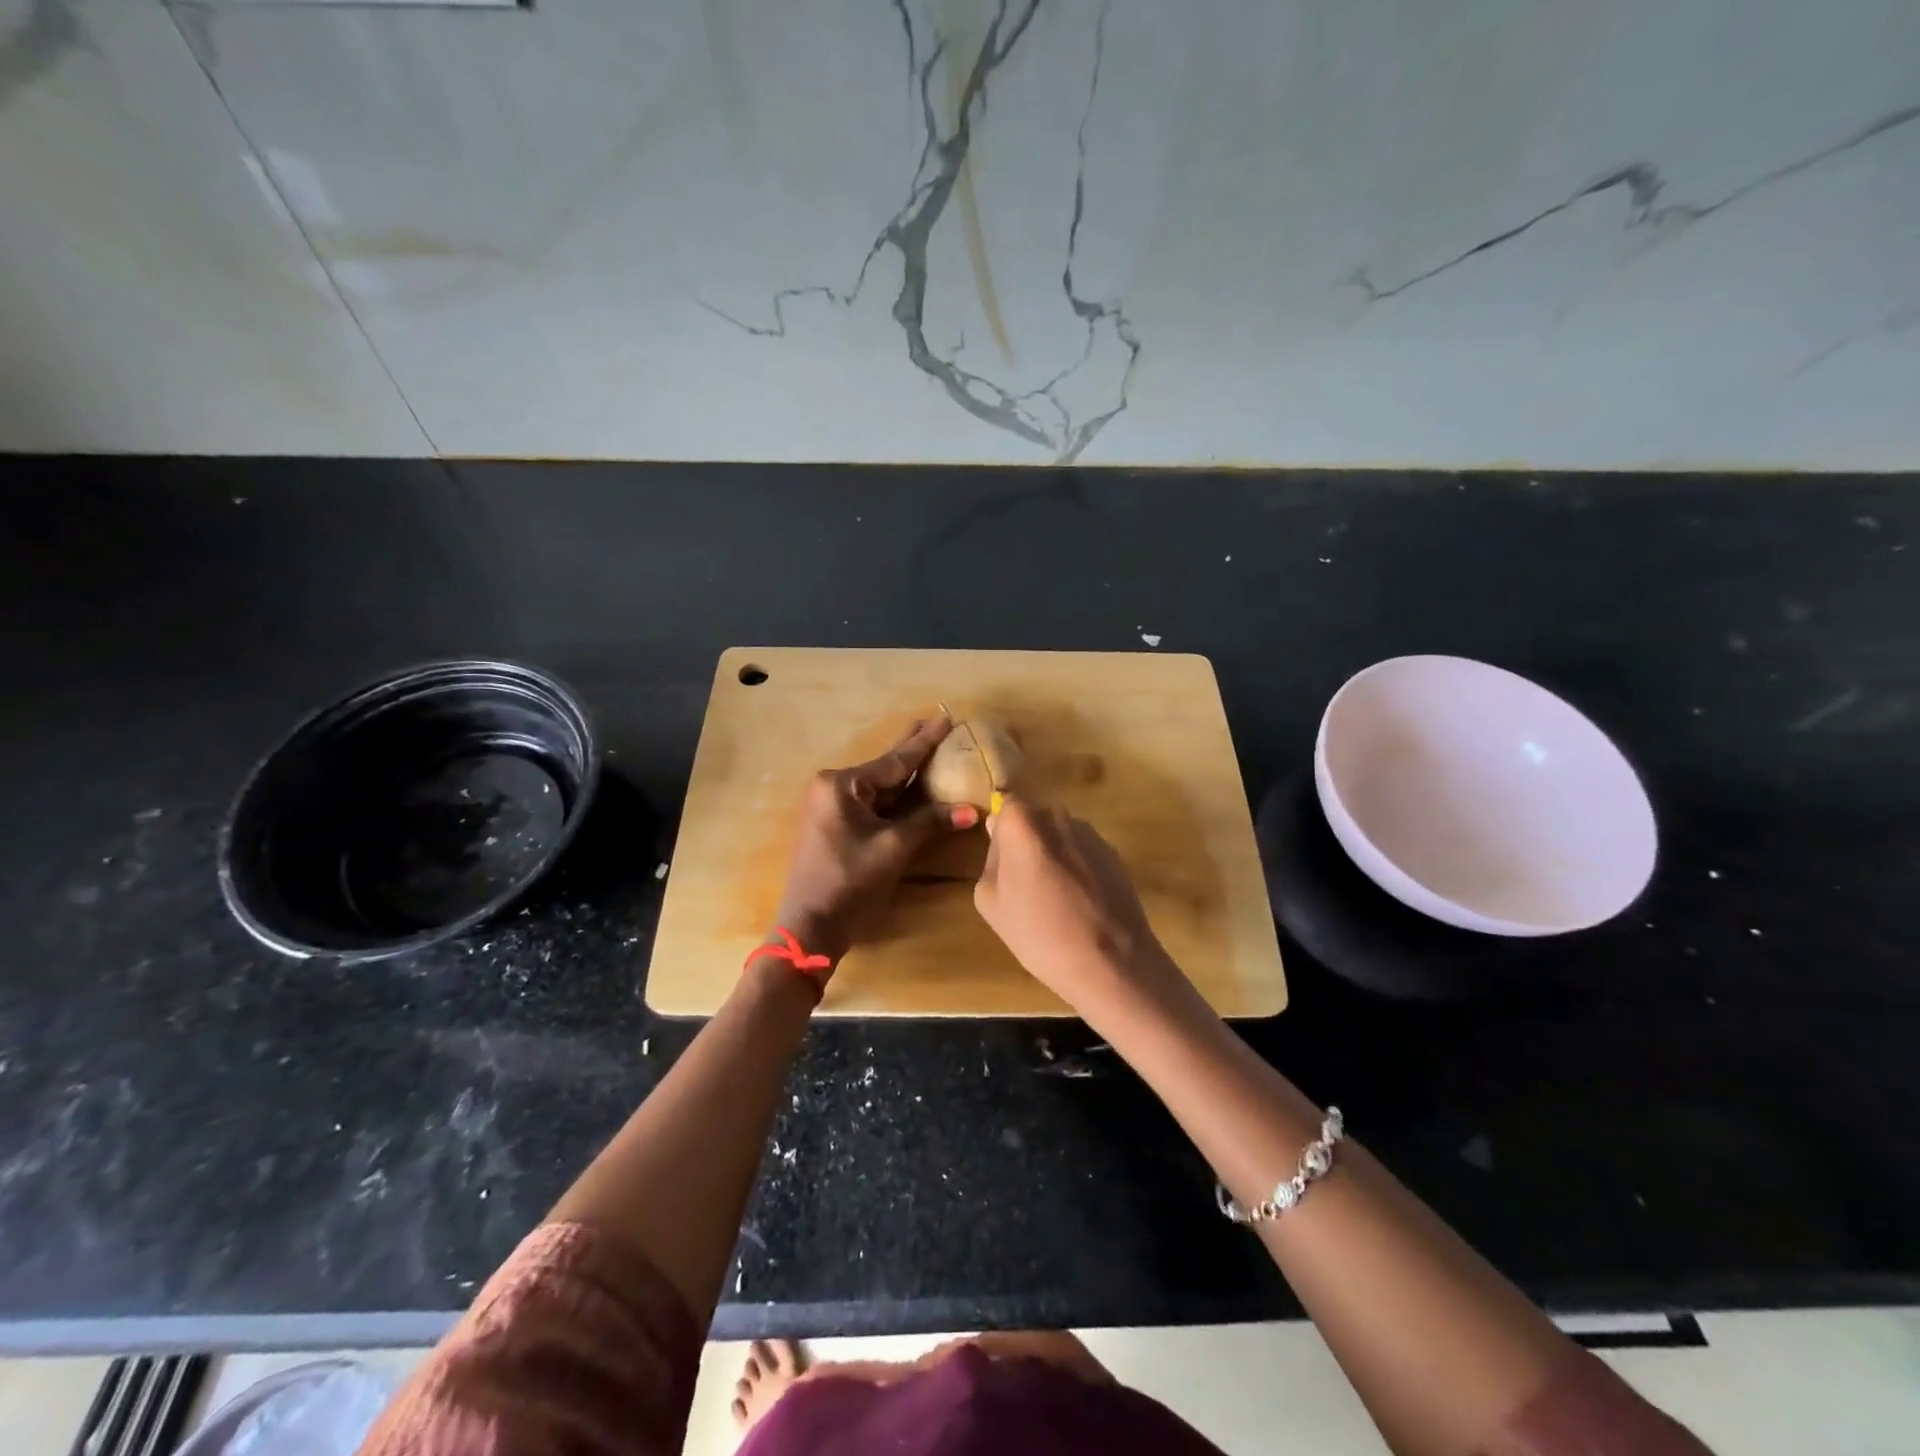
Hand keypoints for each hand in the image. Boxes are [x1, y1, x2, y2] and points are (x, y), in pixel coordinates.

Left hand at [771, 718, 978, 965]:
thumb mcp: (893, 848)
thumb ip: (930, 822)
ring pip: (880, 786)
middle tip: (938, 721)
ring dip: (907, 774)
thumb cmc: (850, 883)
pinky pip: (873, 802)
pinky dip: (896, 796)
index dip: (925, 741)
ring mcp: (832, 806)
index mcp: (842, 785)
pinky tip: (913, 785)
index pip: (894, 761)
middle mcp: (833, 787)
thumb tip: (972, 810)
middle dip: (913, 749)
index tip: (946, 717)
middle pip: (885, 768)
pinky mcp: (836, 824)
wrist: (811, 927)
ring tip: (931, 746)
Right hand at [974, 795, 1190, 1016]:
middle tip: (1024, 883)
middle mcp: (1059, 817)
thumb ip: (991, 860)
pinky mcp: (1115, 854)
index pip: (1006, 804)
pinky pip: (1084, 852)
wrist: (1111, 961)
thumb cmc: (1039, 933)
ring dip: (1054, 855)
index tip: (1003, 860)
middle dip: (1027, 841)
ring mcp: (1091, 834)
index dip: (1002, 830)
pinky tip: (1080, 904)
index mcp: (1023, 823)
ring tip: (1055, 898)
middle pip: (1035, 818)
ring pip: (1061, 835)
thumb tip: (1001, 842)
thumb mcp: (990, 903)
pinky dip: (1078, 869)